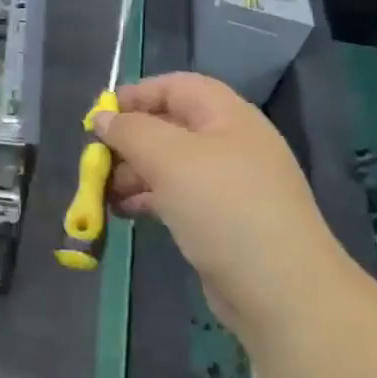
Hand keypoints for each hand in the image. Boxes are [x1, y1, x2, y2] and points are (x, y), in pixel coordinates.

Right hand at [94, 73, 344, 331]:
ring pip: (171, 165)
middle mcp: (231, 144)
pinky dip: (148, 199)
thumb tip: (102, 118)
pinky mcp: (223, 222)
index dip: (136, 95)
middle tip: (95, 160)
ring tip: (102, 192)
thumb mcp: (169, 158)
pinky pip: (178, 197)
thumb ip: (130, 131)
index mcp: (227, 116)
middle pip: (170, 126)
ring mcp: (229, 185)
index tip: (98, 116)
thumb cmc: (224, 208)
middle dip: (129, 139)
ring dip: (134, 172)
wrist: (281, 290)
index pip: (176, 87)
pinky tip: (123, 212)